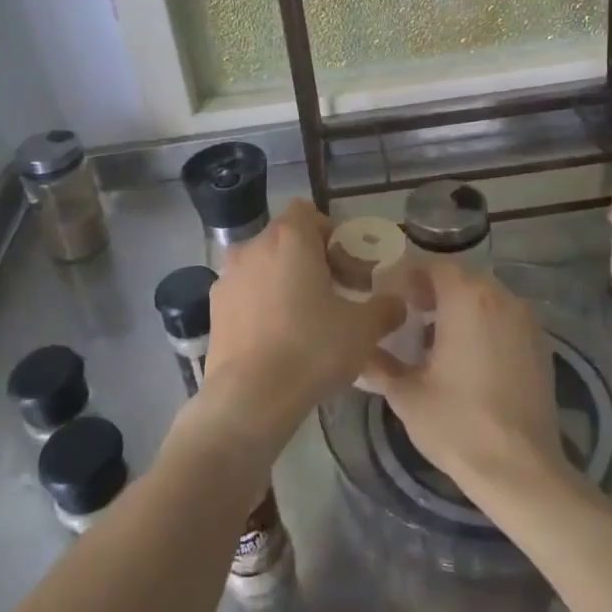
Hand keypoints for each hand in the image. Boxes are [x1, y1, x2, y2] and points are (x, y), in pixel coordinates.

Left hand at [202, 200, 405, 455]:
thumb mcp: (363, 330)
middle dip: (310, 259)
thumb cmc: (311, 349)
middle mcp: (253, 247)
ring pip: (263, 266)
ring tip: (305, 319)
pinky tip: (277, 339)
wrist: (249, 398)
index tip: (346, 266)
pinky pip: (245, 293)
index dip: (330, 234)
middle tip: (335, 294)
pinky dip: (261, 304)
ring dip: (284, 281)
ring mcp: (228, 277)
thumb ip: (385, 308)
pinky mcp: (214, 308)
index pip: (308, 212)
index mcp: (290, 238)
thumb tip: (397, 303)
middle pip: (286, 239)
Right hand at [365, 263, 572, 503]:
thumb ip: (379, 365)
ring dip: (459, 306)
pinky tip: (467, 357)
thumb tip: (360, 352)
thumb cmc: (457, 424)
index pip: (433, 265)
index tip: (389, 296)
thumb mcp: (406, 395)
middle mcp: (500, 297)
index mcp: (466, 298)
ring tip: (434, 337)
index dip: (409, 276)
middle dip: (433, 290)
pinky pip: (504, 318)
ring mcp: (526, 321)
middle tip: (408, 313)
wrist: (521, 470)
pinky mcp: (541, 345)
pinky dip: (483, 324)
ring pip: (485, 297)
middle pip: (461, 277)